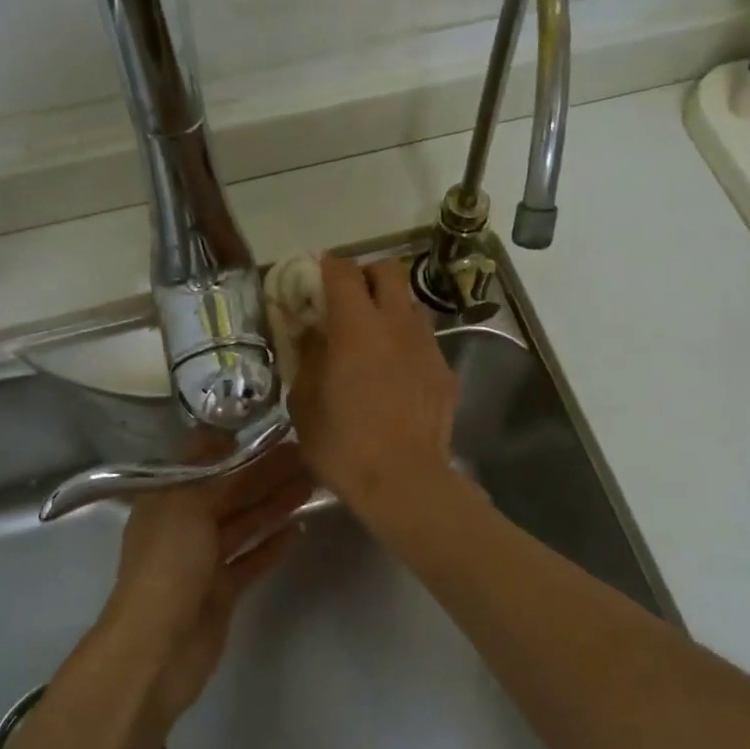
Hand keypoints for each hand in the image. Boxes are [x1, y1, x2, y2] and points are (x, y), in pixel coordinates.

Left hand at [100, 439, 313, 727]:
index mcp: (167, 499)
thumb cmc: (167, 567)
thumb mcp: (184, 505)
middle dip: (265, 473)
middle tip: (306, 455)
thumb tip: (224, 432)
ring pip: (244, 523)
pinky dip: (272, 544)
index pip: (205, 462)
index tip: (273, 431)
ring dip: (274, 503)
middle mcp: (184, 525)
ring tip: (311, 484)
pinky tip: (299, 529)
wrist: (155, 650)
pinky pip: (251, 559)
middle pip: (230, 492)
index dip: (238, 446)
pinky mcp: (221, 591)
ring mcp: (203, 560)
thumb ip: (208, 469)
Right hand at [288, 256, 459, 528]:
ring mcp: (427, 346)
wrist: (404, 481)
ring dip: (391, 308)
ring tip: (375, 338)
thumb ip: (307, 357)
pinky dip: (407, 344)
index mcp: (356, 327)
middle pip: (389, 270)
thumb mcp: (304, 402)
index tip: (316, 276)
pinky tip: (397, 375)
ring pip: (412, 304)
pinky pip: (424, 341)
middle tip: (349, 300)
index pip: (343, 272)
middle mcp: (396, 324)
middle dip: (367, 275)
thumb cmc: (343, 444)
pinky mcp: (445, 371)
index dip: (327, 266)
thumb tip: (313, 333)